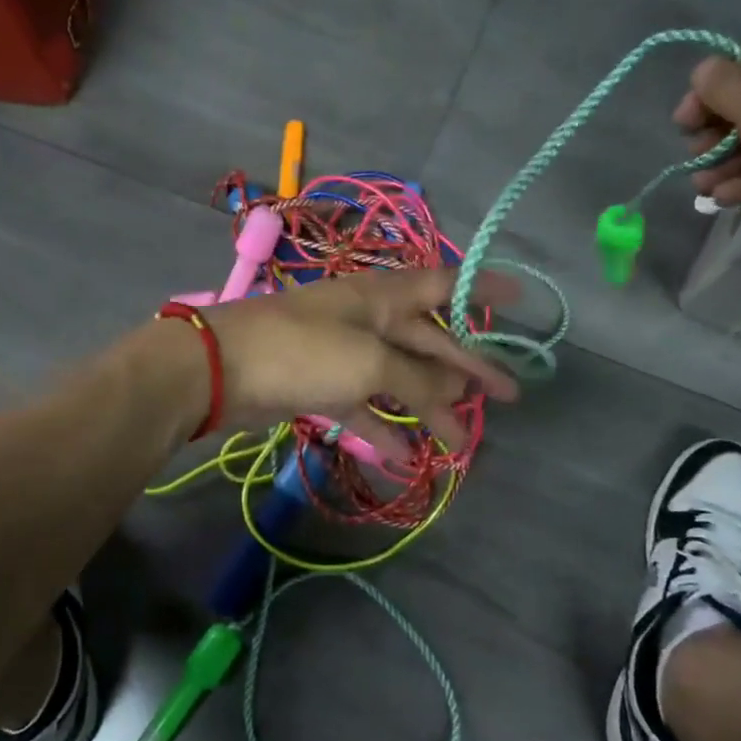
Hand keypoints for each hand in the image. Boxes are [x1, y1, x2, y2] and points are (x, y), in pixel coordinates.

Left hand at [199, 268, 520, 453]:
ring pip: (399, 380)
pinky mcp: (322, 386)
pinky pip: (365, 407)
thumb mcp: (370, 362)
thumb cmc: (303, 350)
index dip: (483, 289)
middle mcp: (368, 320)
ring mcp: (344, 354)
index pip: (444, 284)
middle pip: (429, 343)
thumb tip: (455, 397)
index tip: (520, 300)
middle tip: (507, 396)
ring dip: (429, 409)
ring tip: (462, 442)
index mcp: (383, 296)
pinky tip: (406, 456)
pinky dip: (385, 429)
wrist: (221, 370)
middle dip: (467, 369)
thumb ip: (418, 380)